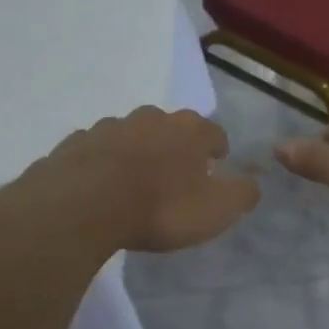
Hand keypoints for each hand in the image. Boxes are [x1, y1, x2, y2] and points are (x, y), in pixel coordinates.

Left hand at [29, 107, 260, 252]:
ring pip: (131, 134)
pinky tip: (100, 184)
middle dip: (176, 146)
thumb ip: (241, 194)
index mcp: (189, 130)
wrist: (84, 206)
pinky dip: (103, 162)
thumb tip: (252, 183)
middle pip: (170, 127)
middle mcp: (150, 118)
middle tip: (175, 174)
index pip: (214, 132)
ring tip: (135, 180)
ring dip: (137, 151)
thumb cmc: (160, 208)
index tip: (215, 167)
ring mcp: (109, 126)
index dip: (217, 150)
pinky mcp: (76, 142)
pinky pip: (97, 150)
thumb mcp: (216, 210)